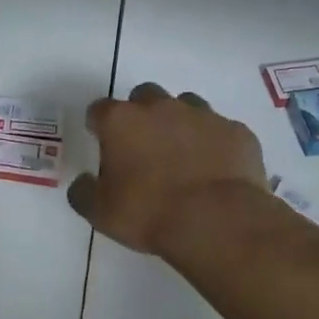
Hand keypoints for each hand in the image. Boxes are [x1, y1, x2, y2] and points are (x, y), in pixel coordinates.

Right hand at [68, 83, 269, 259]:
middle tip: (143, 147)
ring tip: (182, 155)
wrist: (218, 222)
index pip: (99, 110)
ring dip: (179, 123)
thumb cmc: (149, 214)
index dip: (99, 125)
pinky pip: (220, 130)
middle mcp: (160, 107)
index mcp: (121, 120)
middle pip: (144, 96)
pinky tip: (215, 169)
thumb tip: (83, 183)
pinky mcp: (236, 131)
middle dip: (141, 115)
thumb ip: (84, 192)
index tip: (102, 142)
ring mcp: (202, 115)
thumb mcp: (101, 213)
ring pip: (185, 106)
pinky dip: (214, 143)